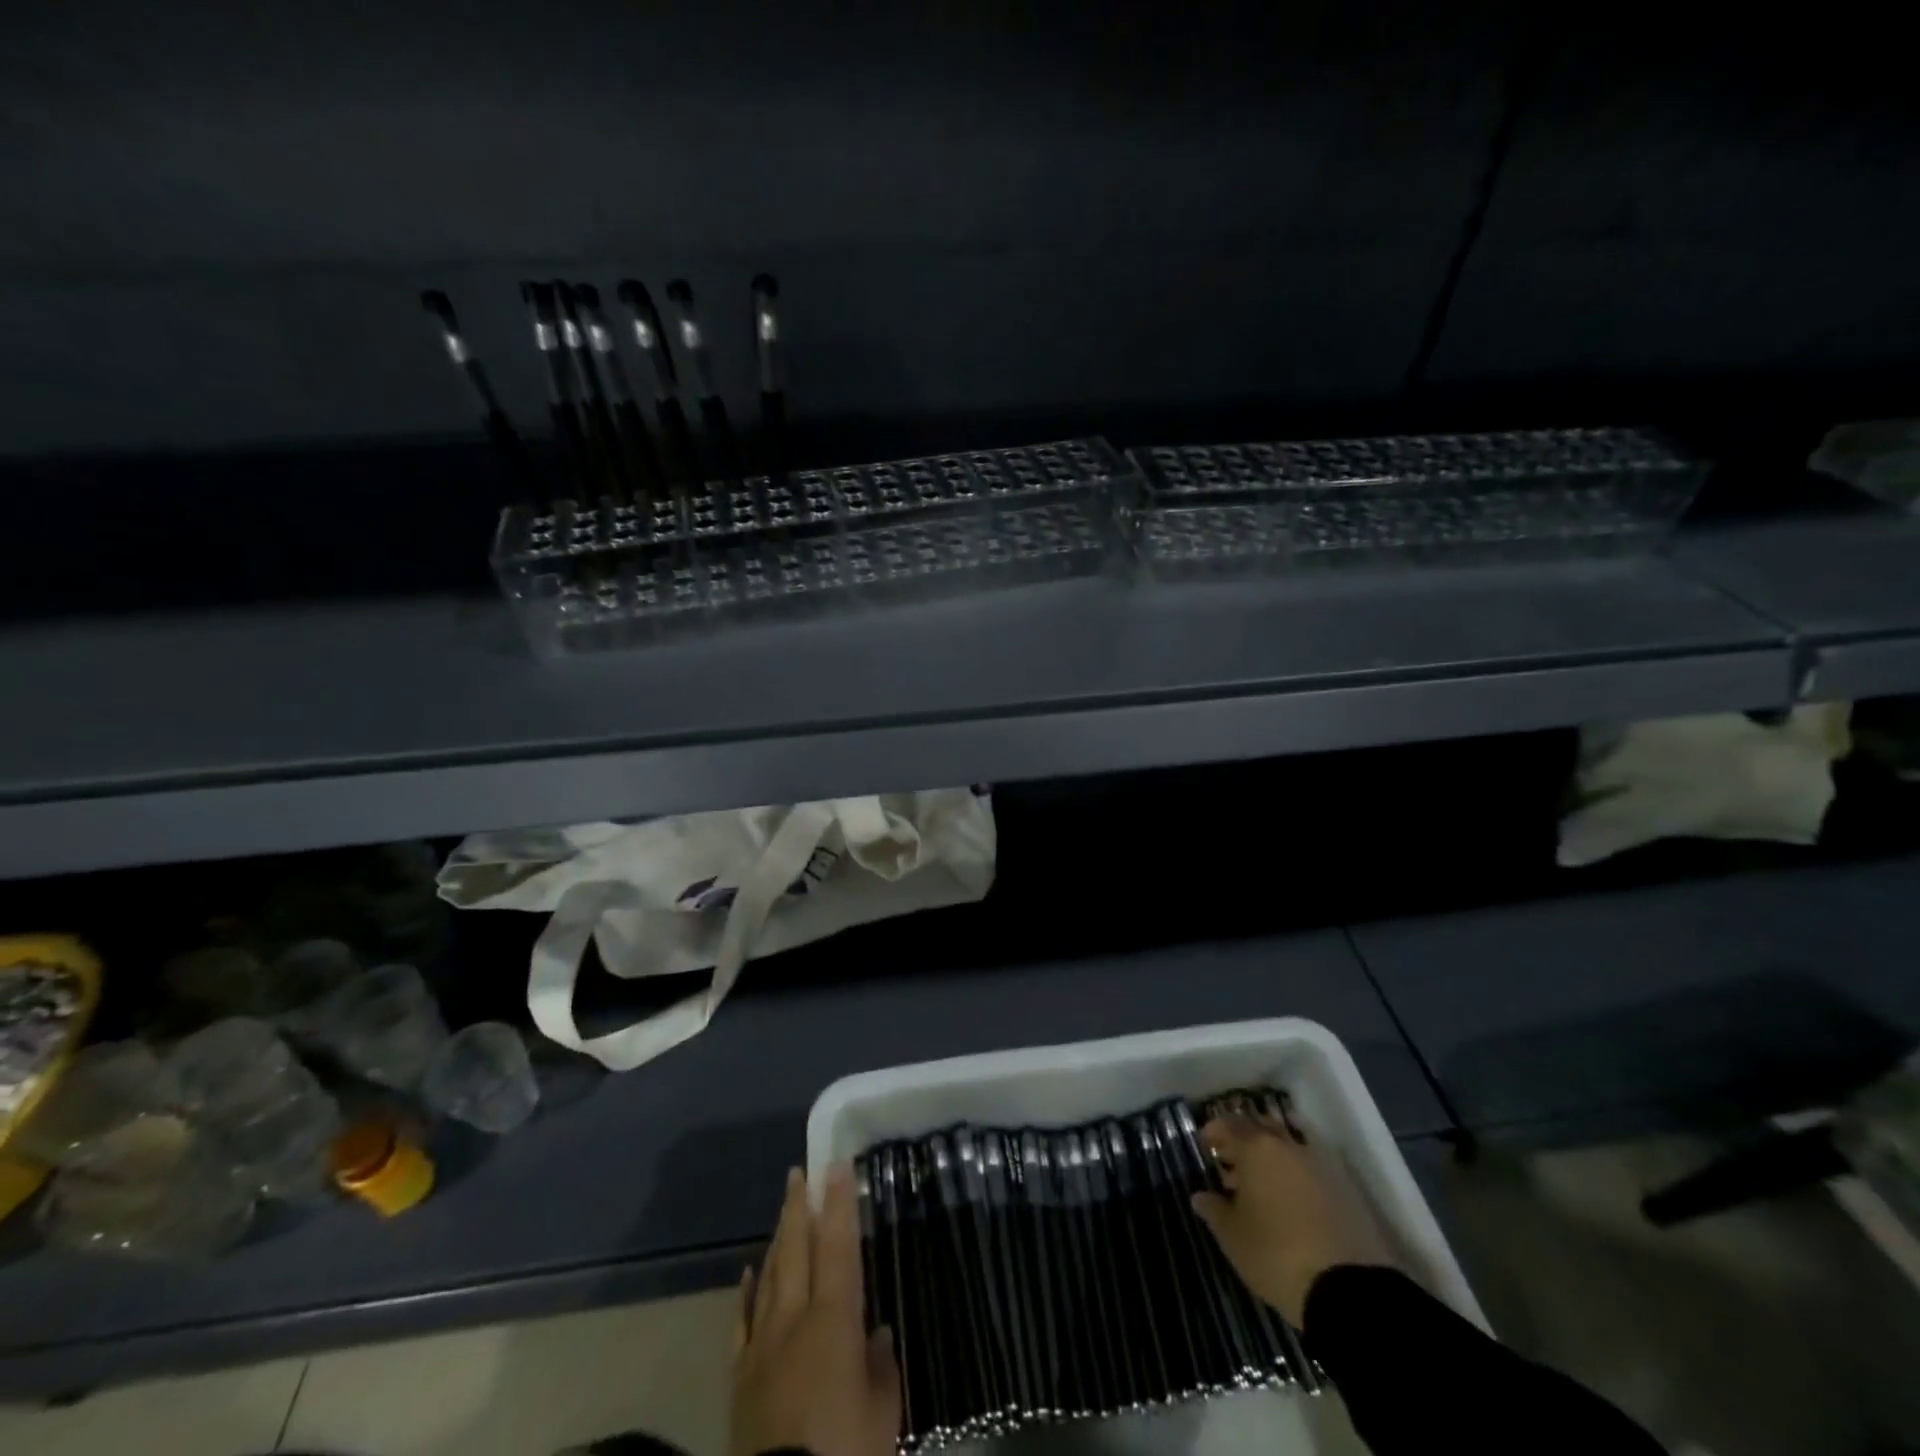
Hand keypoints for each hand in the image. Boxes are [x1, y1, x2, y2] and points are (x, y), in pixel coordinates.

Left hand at [731, 1166, 900, 1455]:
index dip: (838, 1203)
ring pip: (769, 1276)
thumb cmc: (845, 1454)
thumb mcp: (883, 1417)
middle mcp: (794, 1320)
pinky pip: (742, 1323)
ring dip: (778, 1239)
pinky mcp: (740, 1378)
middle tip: (799, 1171)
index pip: (837, 1246)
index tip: (837, 1165)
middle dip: (798, 1207)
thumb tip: (877, 1334)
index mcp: (833, 1320)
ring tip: (784, 1210)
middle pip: (796, 1249)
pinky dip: (747, 1293)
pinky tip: (748, 1272)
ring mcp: (762, 1346)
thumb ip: (880, 1369)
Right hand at [1190, 1111, 1389, 1325]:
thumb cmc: (1276, 1255)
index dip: (1215, 1131)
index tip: (1206, 1144)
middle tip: (1232, 1159)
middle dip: (1244, 1138)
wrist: (1347, 1289)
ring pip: (1288, 1147)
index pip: (1229, 1125)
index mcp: (1256, 1149)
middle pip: (1261, 1128)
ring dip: (1271, 1156)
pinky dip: (1295, 1174)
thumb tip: (1200, 1196)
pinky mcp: (1345, 1189)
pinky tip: (1289, 1200)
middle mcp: (1287, 1147)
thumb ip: (1213, 1210)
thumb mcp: (1233, 1237)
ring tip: (1260, 1183)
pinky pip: (1310, 1168)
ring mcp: (1320, 1166)